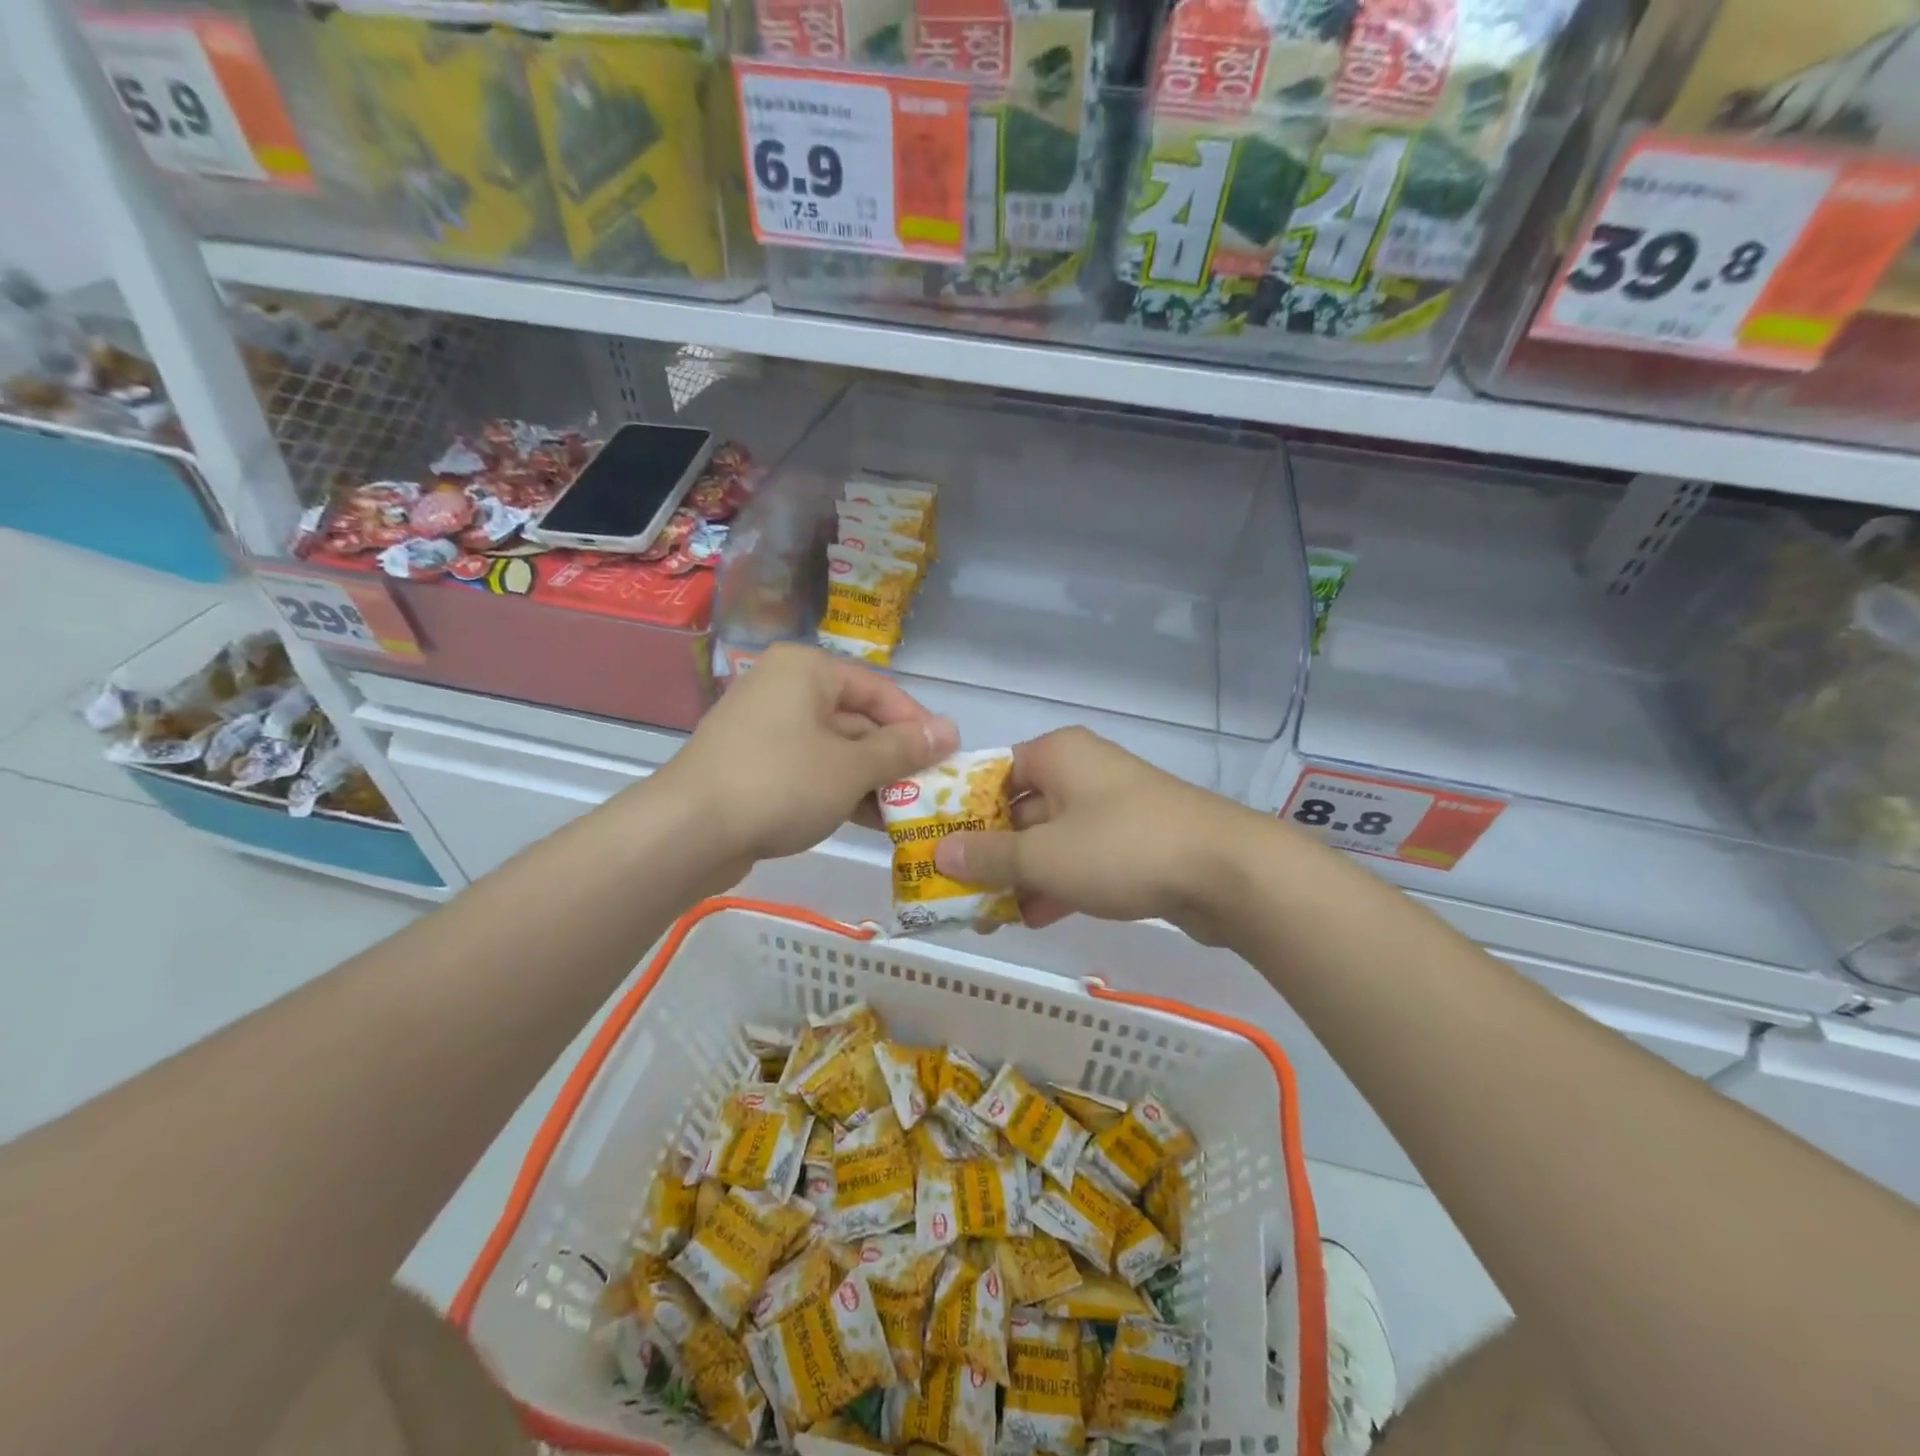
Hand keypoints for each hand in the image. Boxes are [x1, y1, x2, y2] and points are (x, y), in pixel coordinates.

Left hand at [652, 644, 956, 872]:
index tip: (947, 758)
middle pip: (856, 718)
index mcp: (807, 670)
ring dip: (870, 778)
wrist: (688, 831)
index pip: (879, 690)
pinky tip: (868, 820)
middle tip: (929, 790)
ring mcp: (764, 727)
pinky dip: (838, 789)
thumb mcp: (852, 767)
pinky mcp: (753, 764)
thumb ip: (903, 749)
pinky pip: (809, 768)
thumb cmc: (781, 783)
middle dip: (893, 757)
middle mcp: (784, 688)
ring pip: (833, 748)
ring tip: (905, 811)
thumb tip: (950, 731)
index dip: (917, 724)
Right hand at [932, 726, 1254, 940]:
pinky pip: (1081, 857)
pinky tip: (1036, 918)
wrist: (1227, 872)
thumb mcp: (1044, 856)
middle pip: (1019, 810)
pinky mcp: (1134, 840)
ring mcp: (1111, 807)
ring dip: (1021, 876)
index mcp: (1056, 755)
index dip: (961, 812)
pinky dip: (1058, 883)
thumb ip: (988, 855)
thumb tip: (939, 851)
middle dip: (990, 854)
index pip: (992, 775)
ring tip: (989, 917)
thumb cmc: (1122, 848)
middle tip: (958, 893)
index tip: (937, 849)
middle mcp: (1081, 771)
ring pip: (1050, 839)